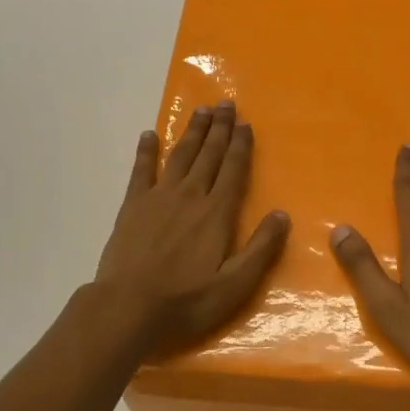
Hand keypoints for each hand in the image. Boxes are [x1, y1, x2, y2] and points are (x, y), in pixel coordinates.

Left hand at [93, 102, 289, 356]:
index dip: (240, 145)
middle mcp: (190, 196)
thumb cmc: (186, 301)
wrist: (128, 307)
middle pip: (208, 155)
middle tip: (225, 103)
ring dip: (192, 132)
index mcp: (216, 213)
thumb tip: (282, 214)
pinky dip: (146, 151)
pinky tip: (149, 135)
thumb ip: (260, 249)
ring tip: (201, 111)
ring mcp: (158, 197)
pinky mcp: (132, 206)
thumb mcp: (234, 285)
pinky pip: (141, 170)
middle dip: (219, 128)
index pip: (233, 170)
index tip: (245, 123)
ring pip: (180, 156)